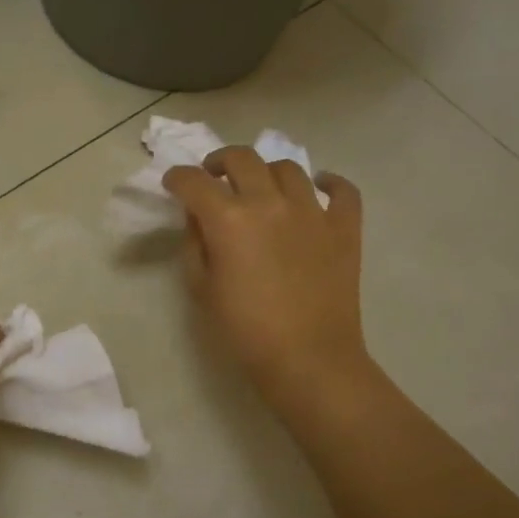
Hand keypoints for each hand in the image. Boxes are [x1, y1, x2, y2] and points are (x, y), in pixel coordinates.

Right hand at [164, 147, 372, 422]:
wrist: (308, 359)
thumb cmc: (244, 330)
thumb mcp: (201, 288)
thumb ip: (195, 244)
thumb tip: (198, 217)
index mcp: (228, 219)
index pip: (194, 181)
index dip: (178, 178)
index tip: (173, 184)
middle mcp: (269, 202)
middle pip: (242, 158)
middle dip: (219, 162)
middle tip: (213, 177)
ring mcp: (312, 211)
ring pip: (288, 168)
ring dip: (266, 172)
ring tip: (261, 188)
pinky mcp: (345, 227)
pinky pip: (342, 190)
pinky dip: (329, 183)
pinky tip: (319, 188)